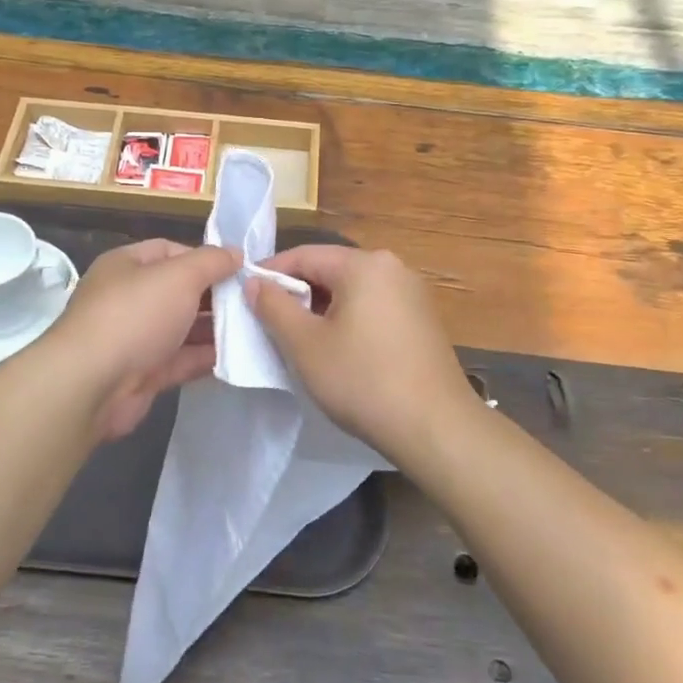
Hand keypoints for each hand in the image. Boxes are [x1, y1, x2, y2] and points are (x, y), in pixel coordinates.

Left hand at [43, 239, 240, 439]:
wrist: (91, 384)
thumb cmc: (135, 315)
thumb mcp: (179, 276)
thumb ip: (211, 262)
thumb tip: (236, 253)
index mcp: (127, 266)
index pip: (170, 251)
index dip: (204, 258)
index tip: (239, 270)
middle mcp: (128, 298)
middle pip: (179, 291)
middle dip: (214, 295)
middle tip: (254, 302)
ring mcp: (134, 338)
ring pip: (181, 328)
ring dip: (214, 329)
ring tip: (255, 329)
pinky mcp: (142, 374)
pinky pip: (180, 360)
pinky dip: (204, 358)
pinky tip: (236, 357)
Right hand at [248, 245, 475, 465]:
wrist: (436, 427)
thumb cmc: (363, 380)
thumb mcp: (305, 345)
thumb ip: (274, 307)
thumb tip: (254, 282)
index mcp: (365, 264)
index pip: (304, 255)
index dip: (270, 274)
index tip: (245, 297)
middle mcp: (393, 268)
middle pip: (330, 270)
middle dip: (297, 294)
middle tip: (269, 323)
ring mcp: (412, 294)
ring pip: (352, 291)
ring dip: (322, 310)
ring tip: (299, 340)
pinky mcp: (422, 320)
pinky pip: (373, 308)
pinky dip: (349, 320)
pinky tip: (338, 351)